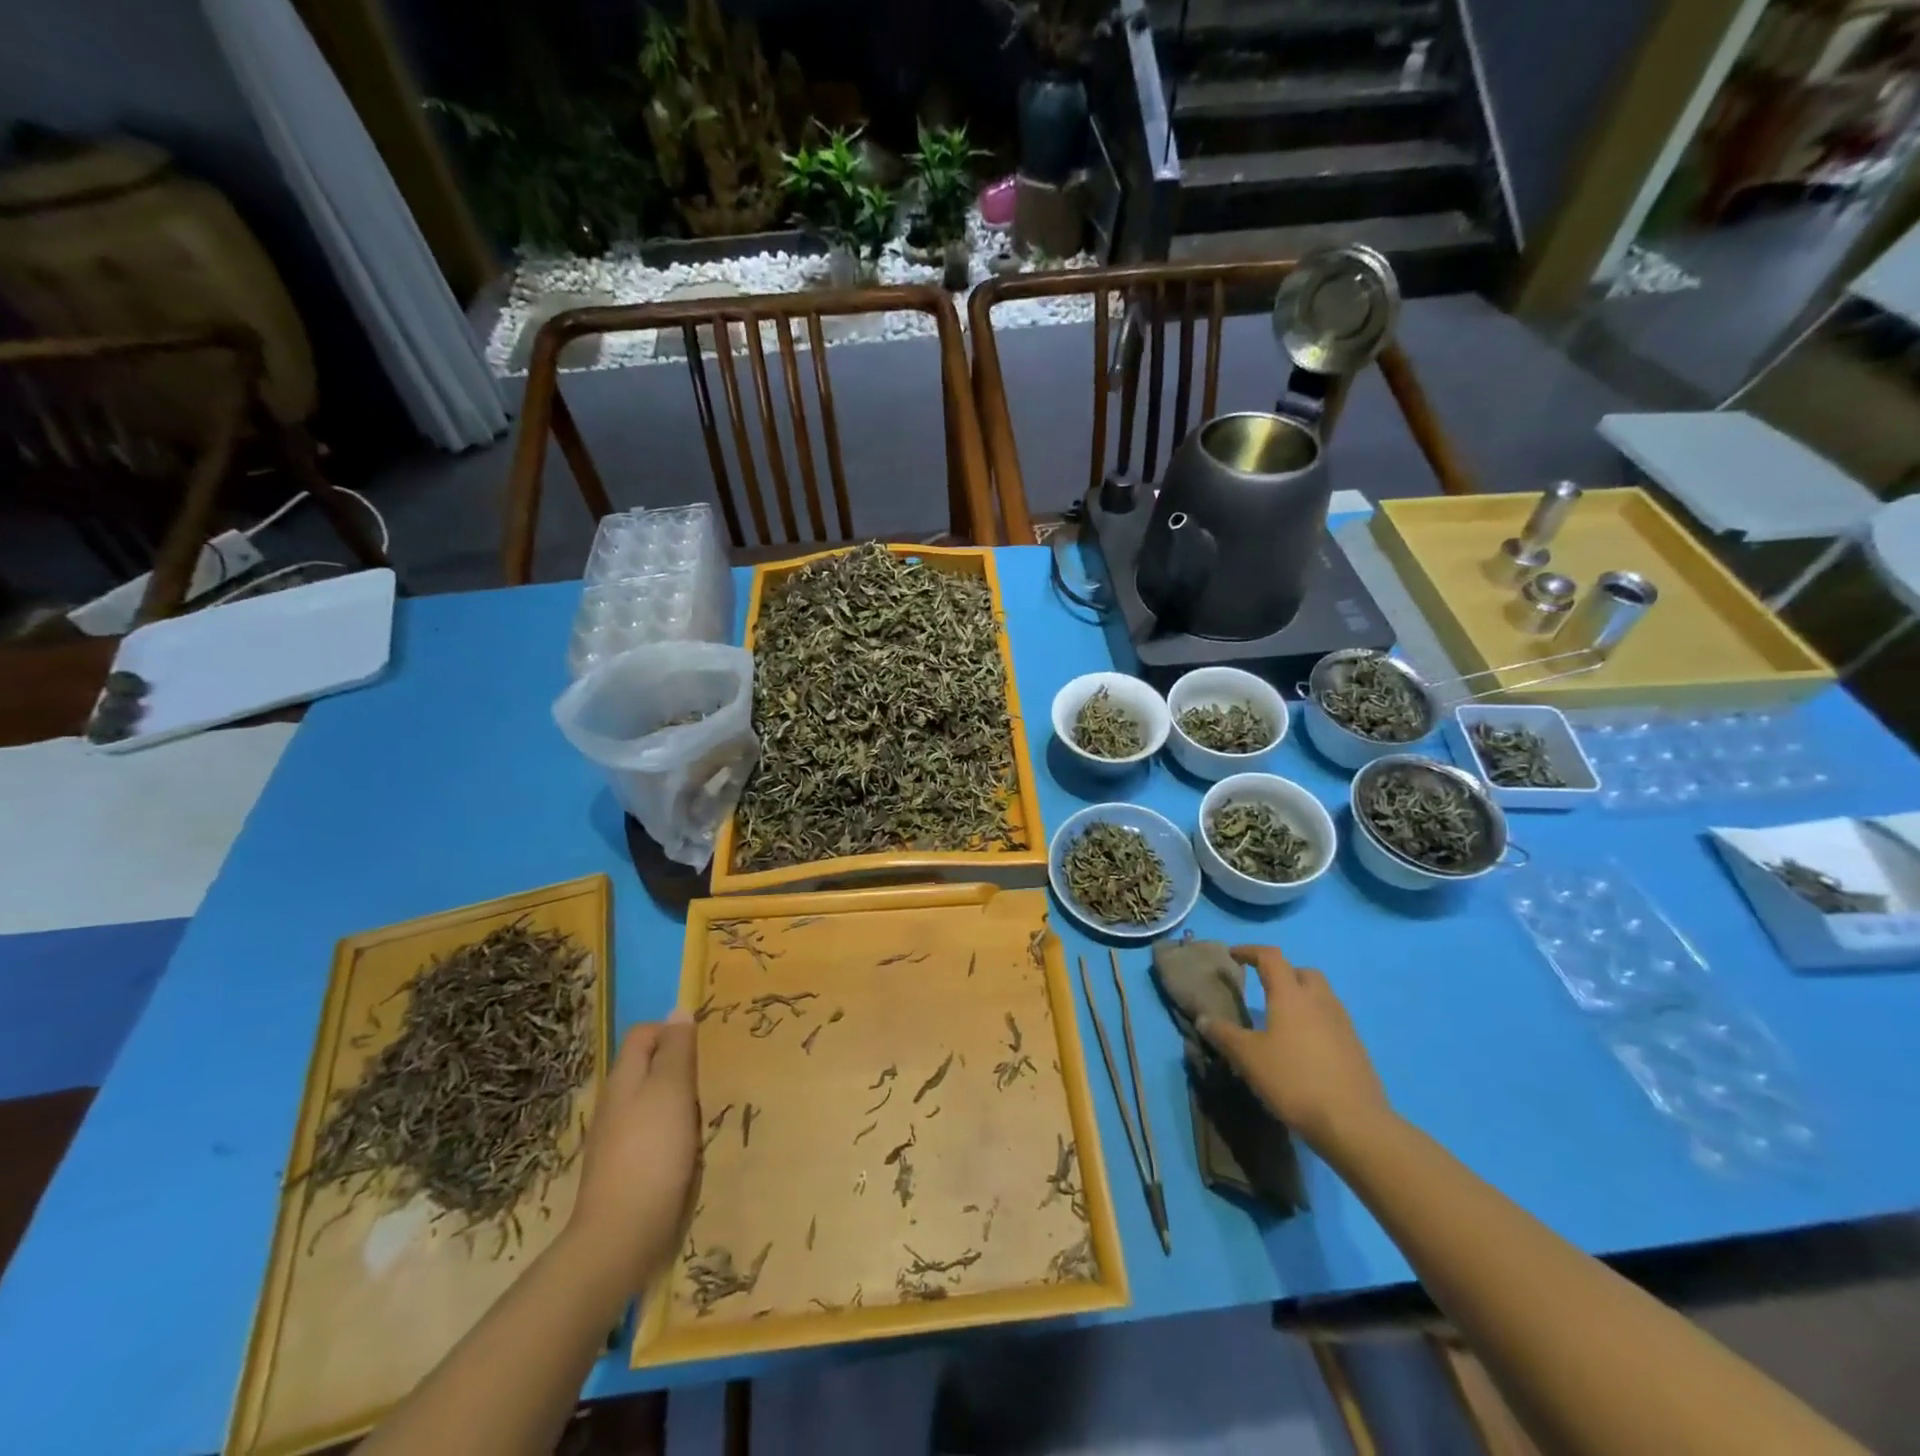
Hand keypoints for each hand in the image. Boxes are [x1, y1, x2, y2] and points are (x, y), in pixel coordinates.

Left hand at [569, 1014, 699, 1292]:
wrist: (621, 1237)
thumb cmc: (651, 1153)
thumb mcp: (671, 1090)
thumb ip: (676, 1049)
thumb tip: (678, 1009)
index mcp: (623, 1079)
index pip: (643, 1034)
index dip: (672, 1031)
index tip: (703, 1047)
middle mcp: (616, 1104)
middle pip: (649, 1067)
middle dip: (681, 1068)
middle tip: (711, 1079)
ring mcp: (618, 1139)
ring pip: (654, 1102)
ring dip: (680, 1103)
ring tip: (707, 1113)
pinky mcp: (627, 1169)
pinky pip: (654, 1134)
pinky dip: (674, 1133)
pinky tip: (692, 1148)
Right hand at [1197, 945, 1389, 1152]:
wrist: (1354, 1123)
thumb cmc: (1294, 1080)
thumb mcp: (1248, 1058)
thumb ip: (1224, 1035)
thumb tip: (1203, 1018)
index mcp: (1291, 995)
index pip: (1270, 957)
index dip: (1250, 951)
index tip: (1233, 955)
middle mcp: (1320, 1001)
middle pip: (1303, 972)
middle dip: (1283, 973)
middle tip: (1264, 988)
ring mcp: (1343, 1024)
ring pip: (1321, 996)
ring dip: (1301, 998)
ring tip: (1282, 1019)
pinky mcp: (1356, 1048)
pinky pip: (1332, 1021)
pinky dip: (1315, 1022)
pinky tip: (1304, 1048)